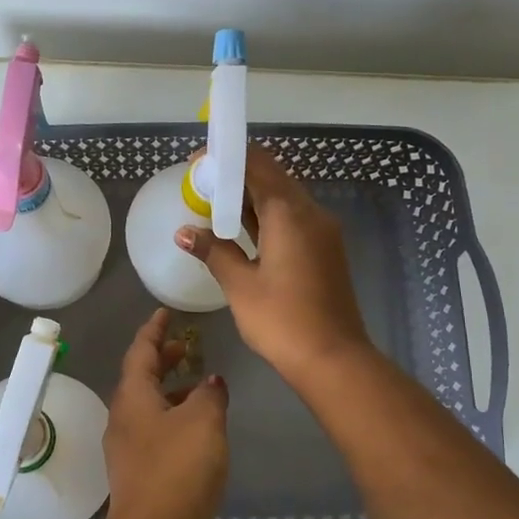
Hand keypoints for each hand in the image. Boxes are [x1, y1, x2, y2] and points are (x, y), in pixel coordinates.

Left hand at [100, 308, 229, 518]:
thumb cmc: (178, 469)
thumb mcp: (203, 421)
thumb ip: (209, 394)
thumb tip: (210, 382)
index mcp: (132, 398)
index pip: (140, 352)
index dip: (154, 330)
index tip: (165, 313)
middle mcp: (125, 420)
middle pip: (142, 380)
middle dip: (163, 360)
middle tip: (187, 347)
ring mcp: (131, 451)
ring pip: (151, 409)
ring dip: (173, 392)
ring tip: (202, 386)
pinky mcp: (143, 477)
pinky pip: (159, 434)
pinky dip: (178, 420)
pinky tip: (202, 431)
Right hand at [177, 145, 371, 388]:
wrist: (334, 359)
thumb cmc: (282, 320)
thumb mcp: (240, 285)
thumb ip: (213, 251)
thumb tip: (184, 232)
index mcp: (289, 213)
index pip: (256, 164)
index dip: (226, 159)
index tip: (196, 166)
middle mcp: (310, 213)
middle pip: (272, 176)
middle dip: (236, 175)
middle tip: (201, 186)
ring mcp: (322, 231)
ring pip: (283, 198)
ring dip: (251, 196)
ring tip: (214, 205)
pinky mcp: (325, 249)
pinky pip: (292, 218)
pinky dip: (266, 215)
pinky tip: (242, 229)